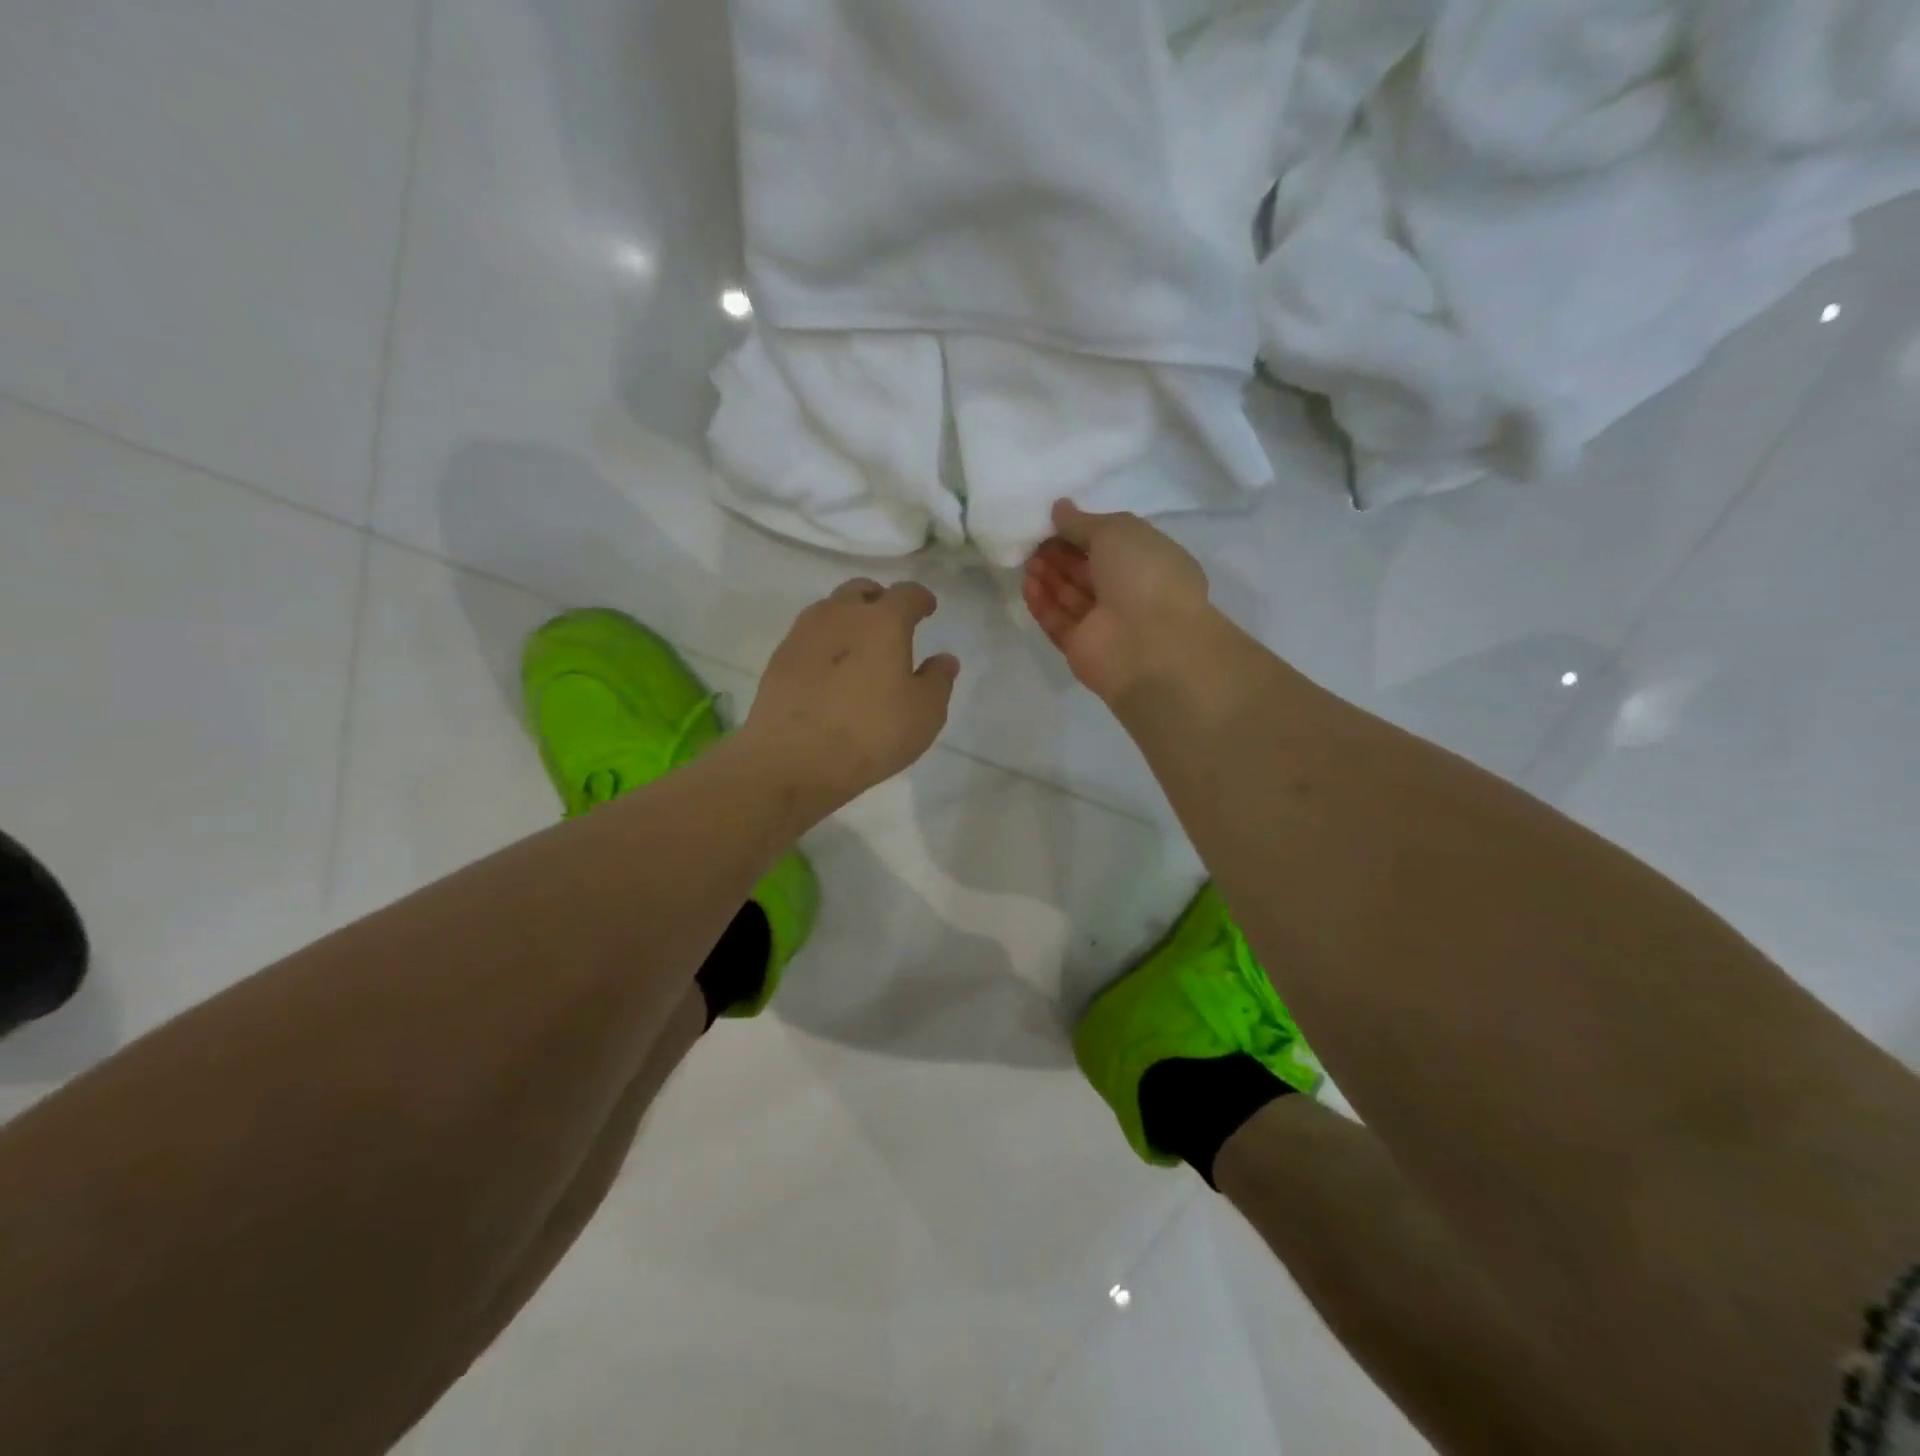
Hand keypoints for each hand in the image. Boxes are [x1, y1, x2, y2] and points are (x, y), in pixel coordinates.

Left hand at [742, 578, 958, 812]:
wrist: (794, 758)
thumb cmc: (871, 733)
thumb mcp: (924, 713)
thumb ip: (938, 681)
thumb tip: (944, 659)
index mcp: (883, 621)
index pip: (907, 594)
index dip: (921, 599)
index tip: (927, 608)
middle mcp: (841, 615)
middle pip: (861, 590)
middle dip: (879, 599)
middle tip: (890, 621)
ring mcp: (804, 634)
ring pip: (830, 609)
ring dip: (847, 616)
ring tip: (857, 643)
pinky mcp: (779, 658)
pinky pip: (808, 636)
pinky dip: (824, 642)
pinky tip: (828, 668)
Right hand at [1022, 500, 1219, 703]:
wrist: (1149, 643)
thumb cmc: (1143, 576)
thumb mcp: (1117, 532)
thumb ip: (1083, 522)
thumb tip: (1059, 509)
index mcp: (1150, 563)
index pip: (1112, 546)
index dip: (1082, 533)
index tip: (1054, 523)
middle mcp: (1130, 594)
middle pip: (1088, 572)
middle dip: (1061, 556)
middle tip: (1035, 542)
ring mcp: (1105, 625)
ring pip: (1071, 597)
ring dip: (1049, 577)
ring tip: (1028, 561)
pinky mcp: (1082, 648)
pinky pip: (1059, 622)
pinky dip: (1043, 604)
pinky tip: (1027, 585)